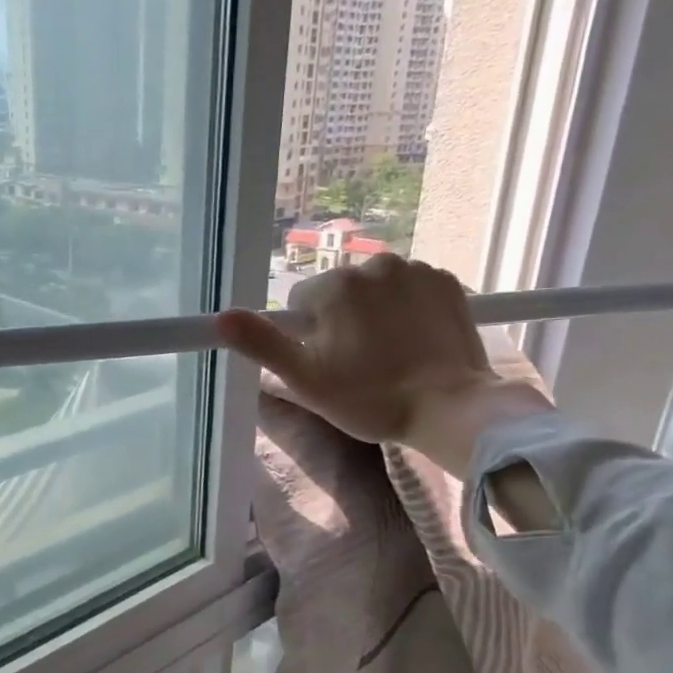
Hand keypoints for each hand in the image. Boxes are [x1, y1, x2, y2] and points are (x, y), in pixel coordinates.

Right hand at [218, 254, 553, 475]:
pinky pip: (410, 288)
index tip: (327, 364)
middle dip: (341, 321)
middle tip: (358, 365)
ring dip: (374, 313)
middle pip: (338, 292)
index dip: (306, 336)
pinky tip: (415, 341)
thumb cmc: (369, 398)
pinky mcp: (448, 281)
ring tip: (390, 355)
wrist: (450, 408)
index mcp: (335, 286)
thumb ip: (262, 343)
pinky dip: (408, 308)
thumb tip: (221, 317)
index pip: (300, 302)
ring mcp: (416, 270)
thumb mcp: (304, 378)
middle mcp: (374, 264)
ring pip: (375, 289)